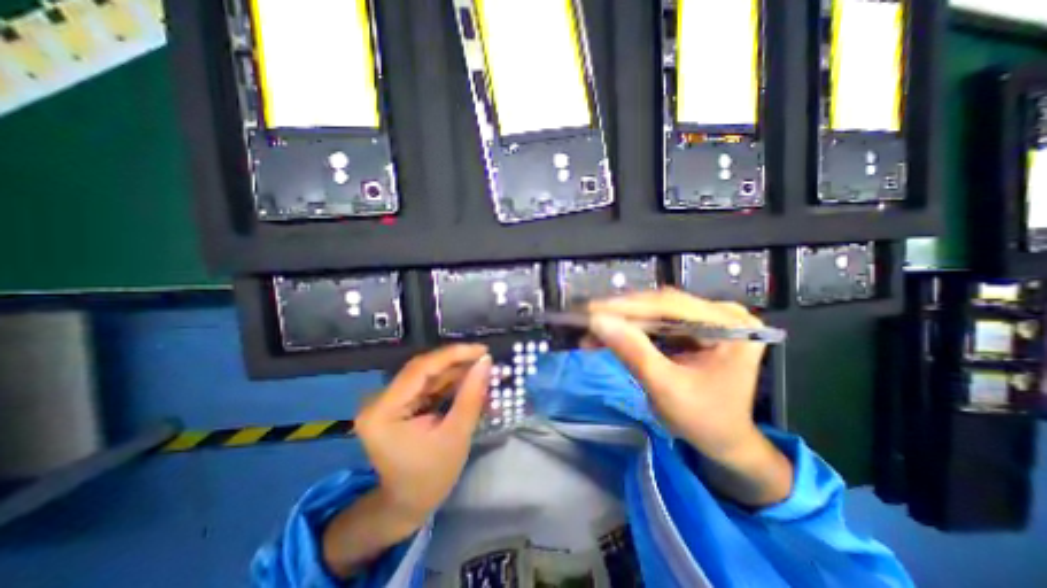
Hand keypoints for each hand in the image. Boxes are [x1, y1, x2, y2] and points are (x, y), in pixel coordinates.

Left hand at [324, 342, 491, 576]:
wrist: (408, 505)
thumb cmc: (431, 477)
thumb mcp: (456, 435)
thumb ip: (471, 395)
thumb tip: (486, 361)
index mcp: (384, 411)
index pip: (420, 369)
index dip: (453, 355)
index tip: (482, 350)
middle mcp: (379, 400)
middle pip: (423, 369)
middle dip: (457, 362)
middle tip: (486, 359)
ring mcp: (388, 400)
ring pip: (427, 374)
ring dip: (456, 371)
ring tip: (482, 370)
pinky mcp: (398, 403)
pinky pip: (427, 384)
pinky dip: (449, 382)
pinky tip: (469, 381)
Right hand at [585, 289, 766, 458]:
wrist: (724, 440)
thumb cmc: (703, 421)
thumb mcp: (666, 388)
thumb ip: (633, 351)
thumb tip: (598, 321)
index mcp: (730, 326)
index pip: (670, 306)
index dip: (627, 307)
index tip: (592, 310)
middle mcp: (721, 314)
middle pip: (661, 306)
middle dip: (622, 316)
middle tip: (588, 321)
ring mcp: (707, 319)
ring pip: (654, 312)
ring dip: (623, 322)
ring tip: (593, 331)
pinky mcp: (693, 327)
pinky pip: (656, 322)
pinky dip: (632, 330)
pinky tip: (610, 335)